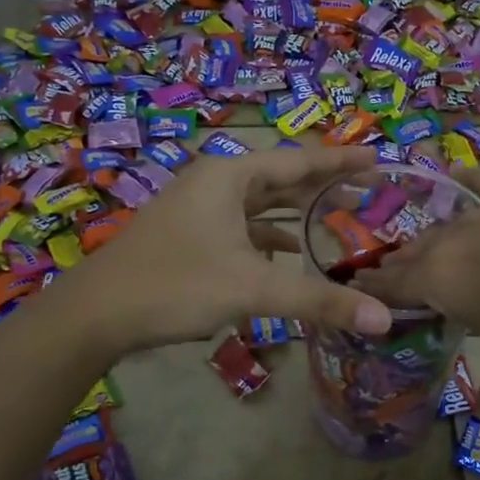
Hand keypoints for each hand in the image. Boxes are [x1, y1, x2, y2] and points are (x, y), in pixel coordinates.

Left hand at [59, 144, 394, 358]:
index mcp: (230, 177)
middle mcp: (215, 183)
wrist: (96, 313)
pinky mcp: (190, 235)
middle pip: (280, 179)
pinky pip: (242, 226)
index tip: (378, 160)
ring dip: (296, 212)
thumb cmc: (176, 284)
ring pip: (260, 204)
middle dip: (322, 187)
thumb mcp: (251, 289)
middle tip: (367, 193)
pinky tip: (289, 253)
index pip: (299, 162)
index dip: (341, 162)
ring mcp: (199, 208)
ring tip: (336, 218)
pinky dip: (269, 237)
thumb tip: (383, 319)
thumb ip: (318, 301)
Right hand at [356, 165, 479, 421]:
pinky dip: (468, 181)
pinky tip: (455, 172)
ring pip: (447, 225)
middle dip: (398, 268)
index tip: (355, 294)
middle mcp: (456, 239)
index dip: (371, 292)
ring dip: (431, 241)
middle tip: (389, 282)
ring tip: (424, 251)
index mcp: (442, 281)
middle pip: (415, 252)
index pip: (391, 286)